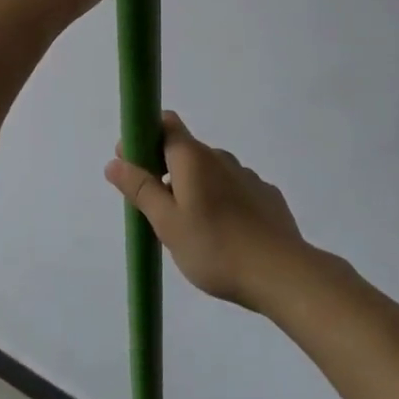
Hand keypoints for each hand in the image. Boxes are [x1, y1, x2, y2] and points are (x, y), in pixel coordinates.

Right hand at [105, 113, 305, 310]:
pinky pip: (235, 191)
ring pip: (211, 173)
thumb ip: (140, 189)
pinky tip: (226, 236)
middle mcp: (220, 157)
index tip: (134, 164)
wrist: (283, 274)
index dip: (145, 136)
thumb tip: (115, 161)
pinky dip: (223, 204)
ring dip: (196, 190)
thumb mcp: (167, 223)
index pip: (166, 123)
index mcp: (192, 157)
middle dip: (167, 172)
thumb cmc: (215, 247)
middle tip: (158, 211)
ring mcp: (247, 176)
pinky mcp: (267, 197)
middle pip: (185, 151)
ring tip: (193, 231)